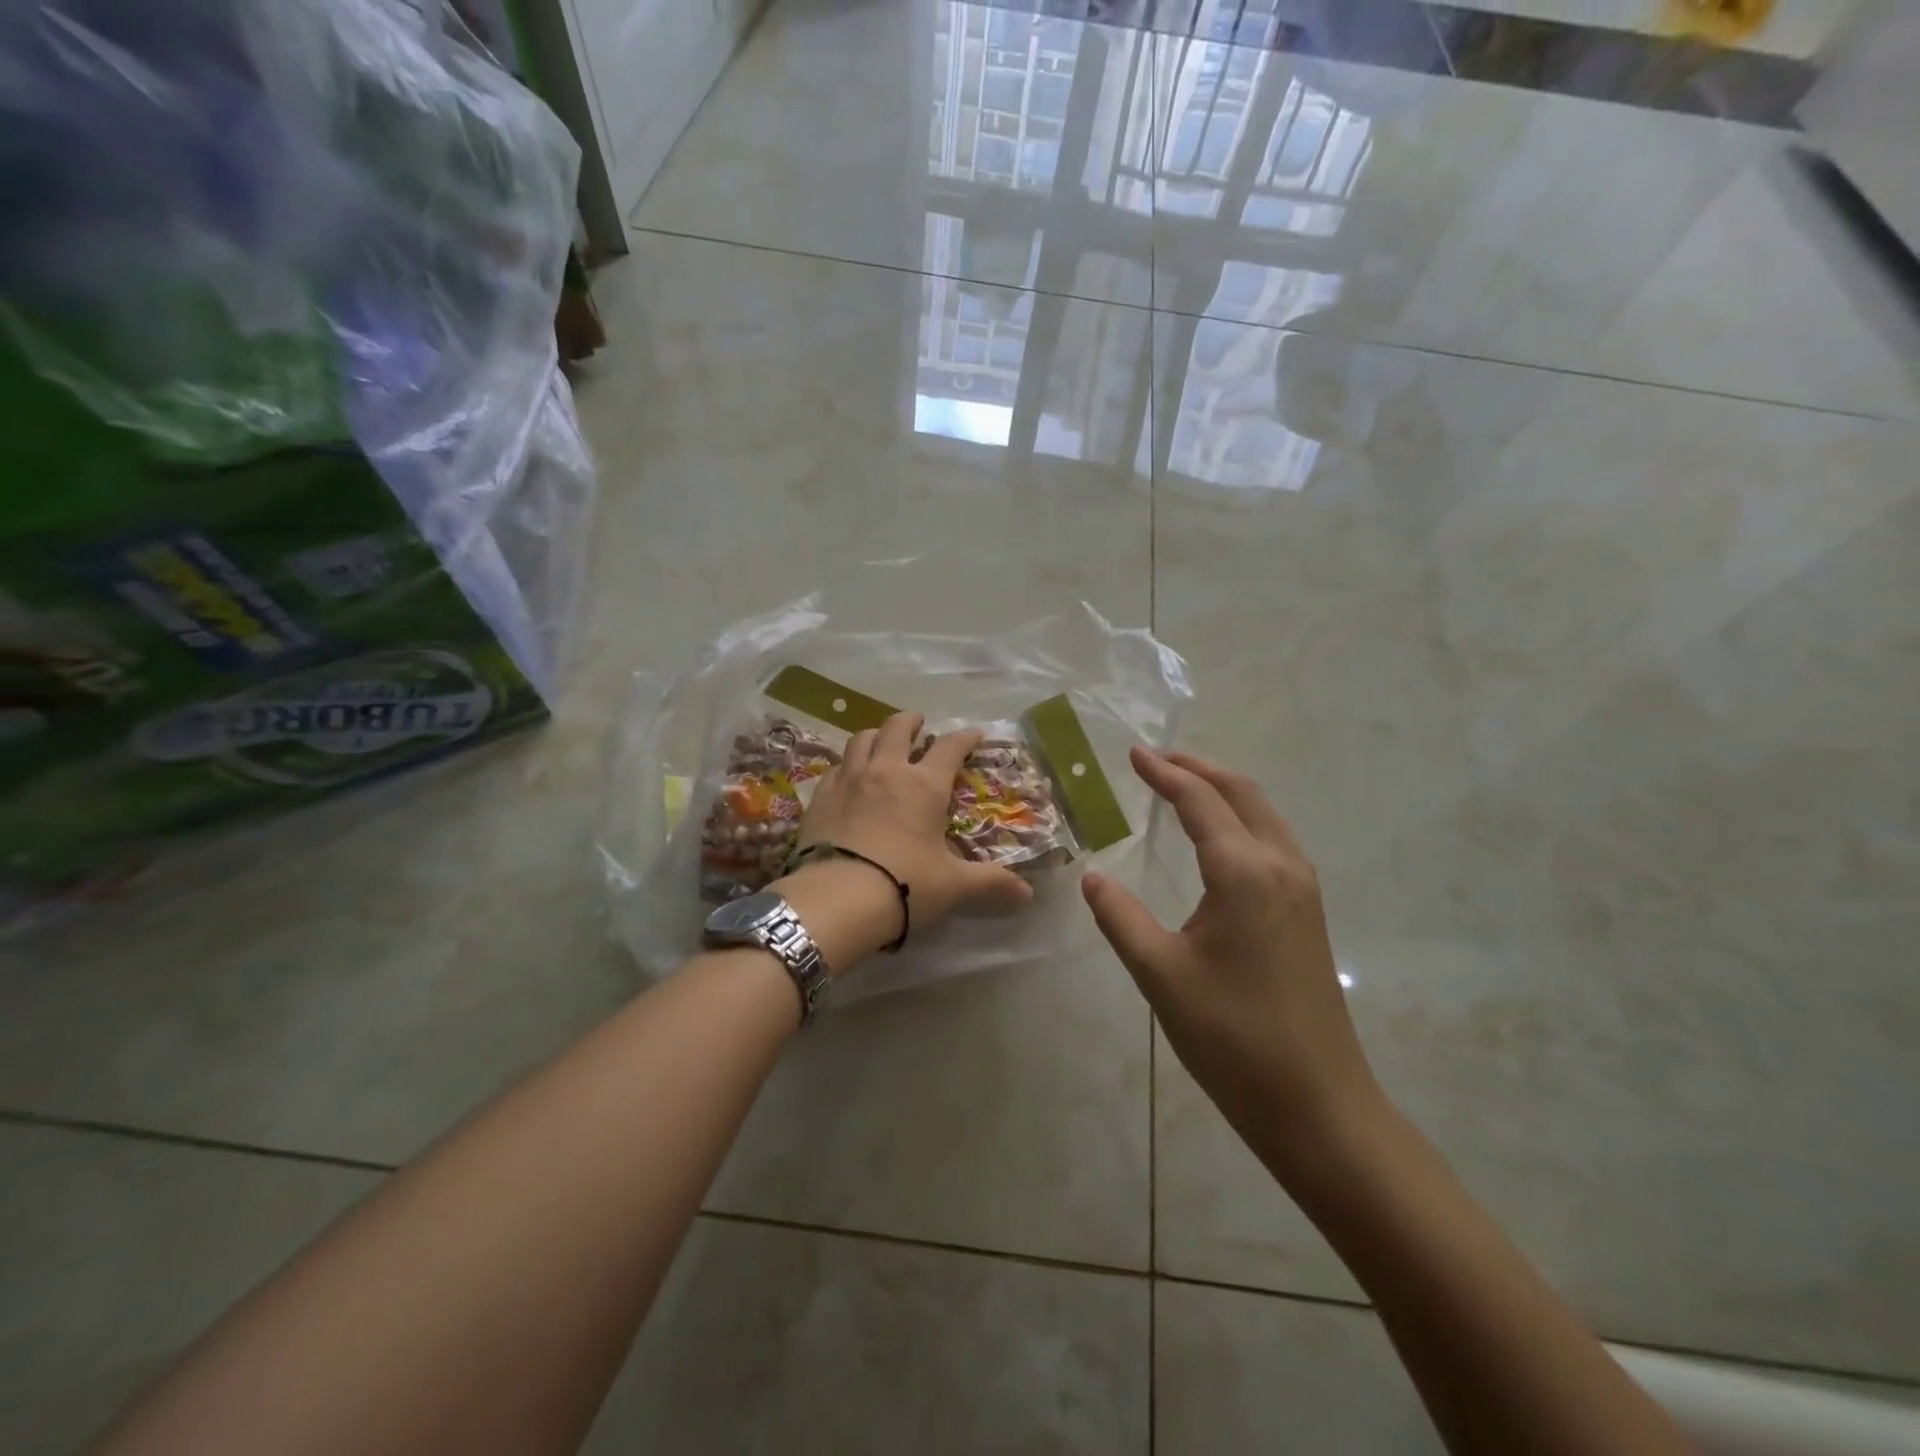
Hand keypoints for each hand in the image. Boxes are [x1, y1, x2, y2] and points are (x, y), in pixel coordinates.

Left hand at [782, 712, 1033, 966]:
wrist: (837, 898)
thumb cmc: (905, 885)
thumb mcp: (954, 886)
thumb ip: (990, 883)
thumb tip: (1027, 894)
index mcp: (924, 785)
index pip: (950, 748)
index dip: (965, 738)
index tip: (974, 734)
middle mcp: (886, 771)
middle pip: (898, 728)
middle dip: (911, 721)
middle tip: (919, 723)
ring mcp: (849, 780)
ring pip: (861, 739)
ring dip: (876, 734)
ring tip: (882, 741)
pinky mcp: (820, 796)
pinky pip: (836, 767)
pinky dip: (847, 764)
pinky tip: (848, 777)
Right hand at [1082, 748, 1385, 1171]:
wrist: (1317, 1103)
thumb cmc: (1232, 1037)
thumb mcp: (1160, 974)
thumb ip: (1121, 917)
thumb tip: (1093, 877)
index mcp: (1244, 873)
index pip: (1200, 802)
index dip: (1165, 774)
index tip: (1134, 754)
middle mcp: (1281, 866)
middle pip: (1241, 793)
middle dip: (1198, 768)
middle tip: (1156, 759)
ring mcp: (1303, 889)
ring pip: (1264, 814)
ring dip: (1223, 790)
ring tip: (1184, 785)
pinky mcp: (1310, 912)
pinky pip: (1274, 840)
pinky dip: (1242, 817)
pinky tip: (1220, 837)